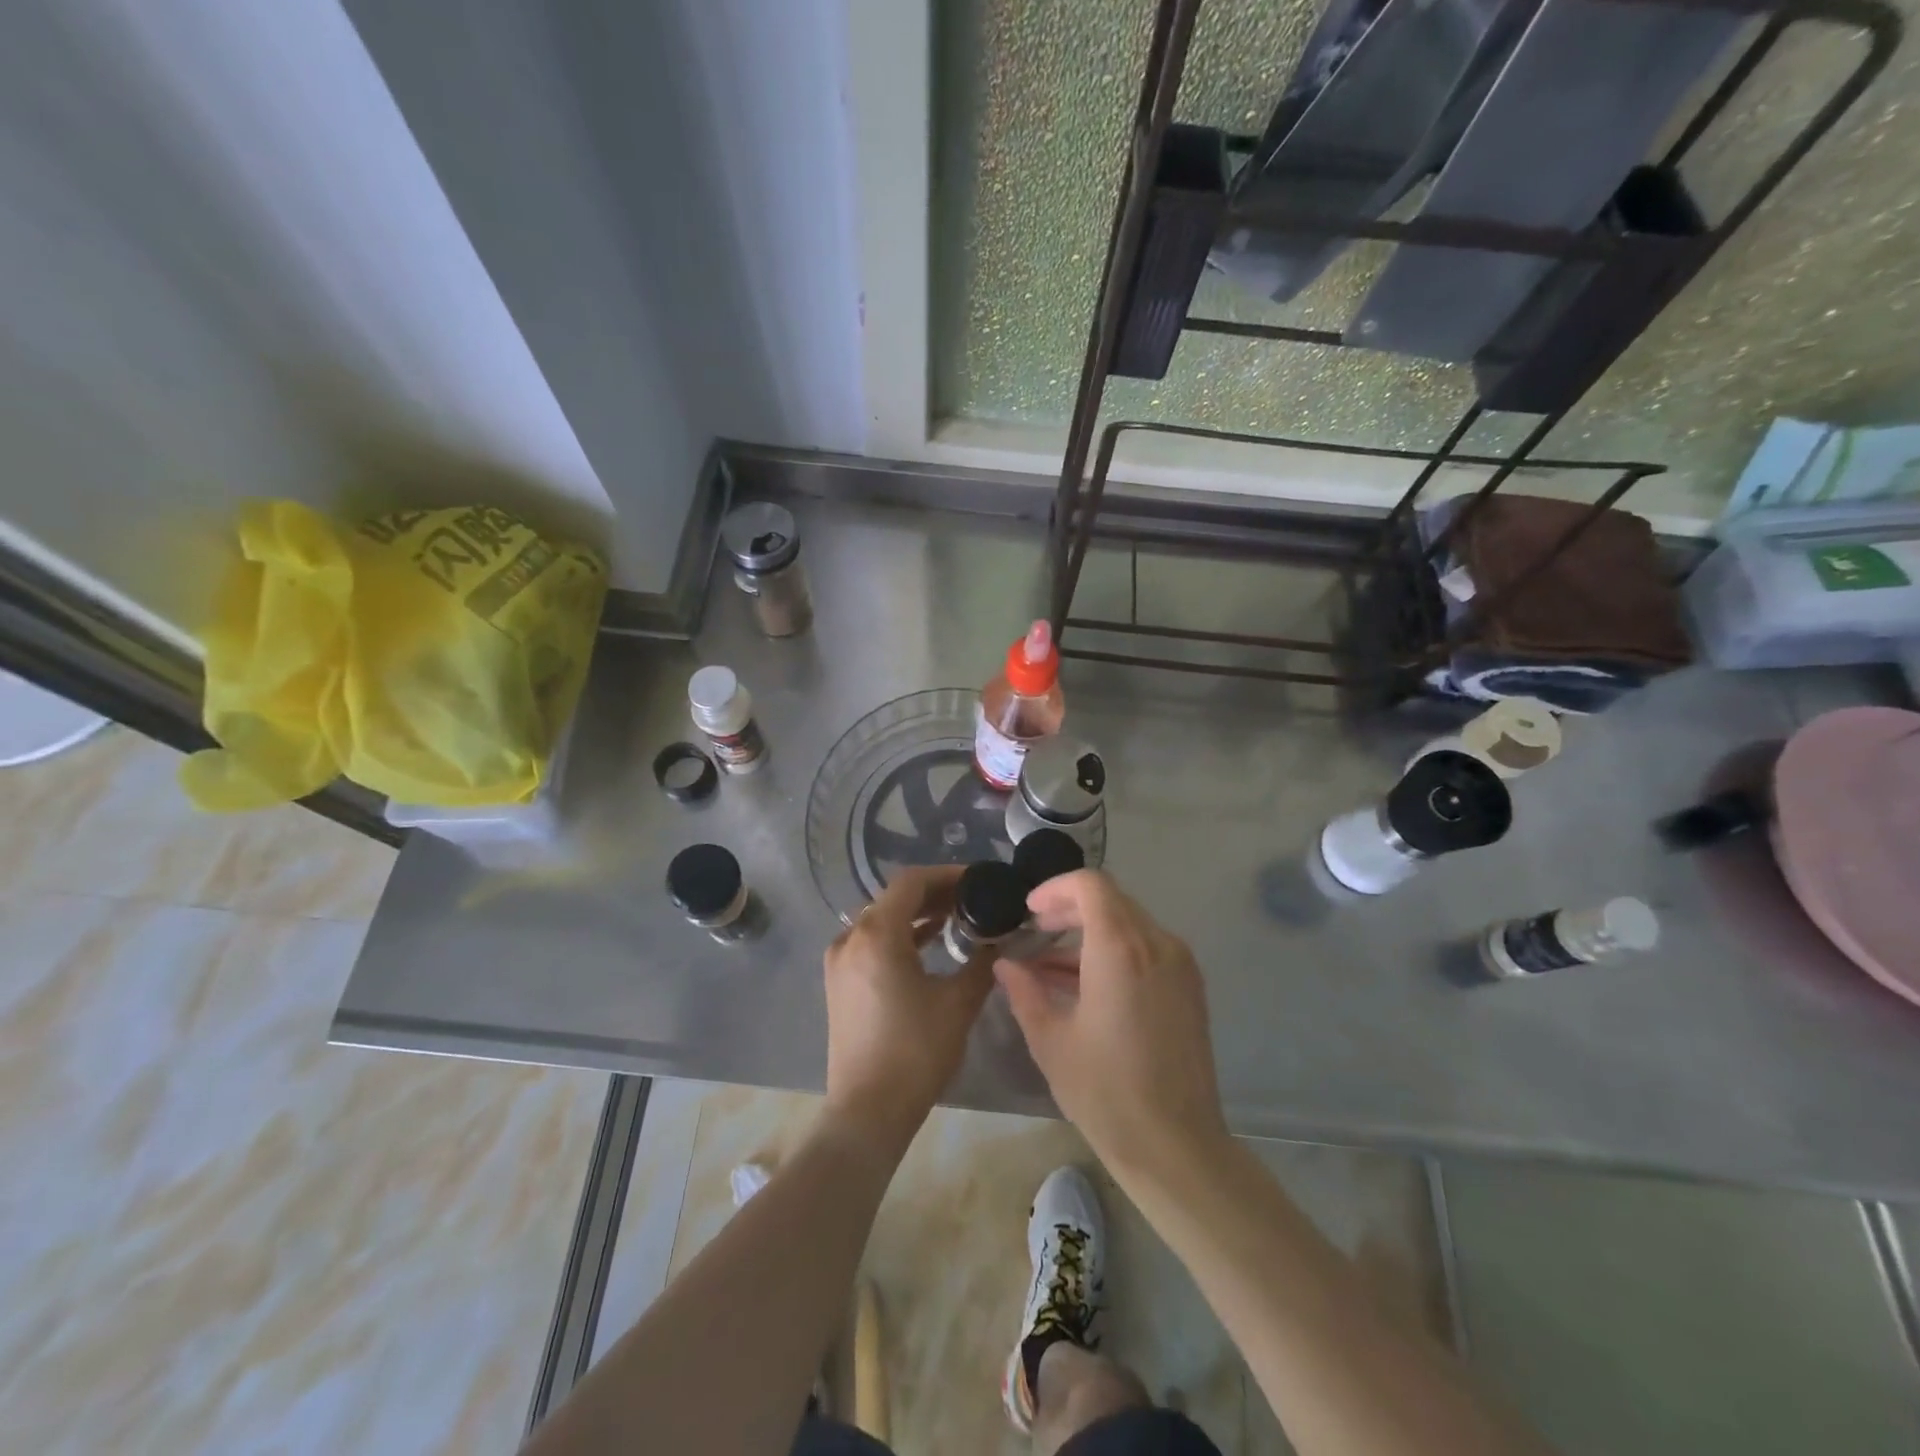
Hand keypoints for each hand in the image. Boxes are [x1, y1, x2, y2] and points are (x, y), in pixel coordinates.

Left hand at [823, 867, 993, 1149]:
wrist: (867, 1111)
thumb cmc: (915, 1051)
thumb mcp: (958, 1003)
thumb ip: (981, 963)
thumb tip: (998, 941)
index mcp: (876, 934)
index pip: (911, 882)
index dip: (947, 875)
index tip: (978, 879)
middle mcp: (851, 937)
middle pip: (894, 898)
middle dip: (934, 893)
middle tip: (972, 898)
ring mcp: (840, 961)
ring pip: (881, 919)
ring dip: (916, 914)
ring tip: (955, 917)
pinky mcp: (839, 982)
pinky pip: (870, 942)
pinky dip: (899, 935)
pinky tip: (927, 943)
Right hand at [995, 870, 1226, 1182]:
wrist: (1176, 1146)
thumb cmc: (1105, 1092)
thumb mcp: (1050, 1040)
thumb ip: (1024, 991)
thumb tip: (1005, 964)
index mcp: (1121, 948)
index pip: (1091, 885)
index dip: (1055, 888)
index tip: (1029, 912)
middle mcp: (1157, 944)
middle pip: (1111, 900)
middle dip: (1069, 909)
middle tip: (1035, 931)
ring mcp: (1180, 965)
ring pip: (1130, 924)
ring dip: (1091, 932)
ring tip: (1051, 966)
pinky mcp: (1190, 987)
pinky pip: (1148, 949)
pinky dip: (1115, 952)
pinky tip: (1086, 985)